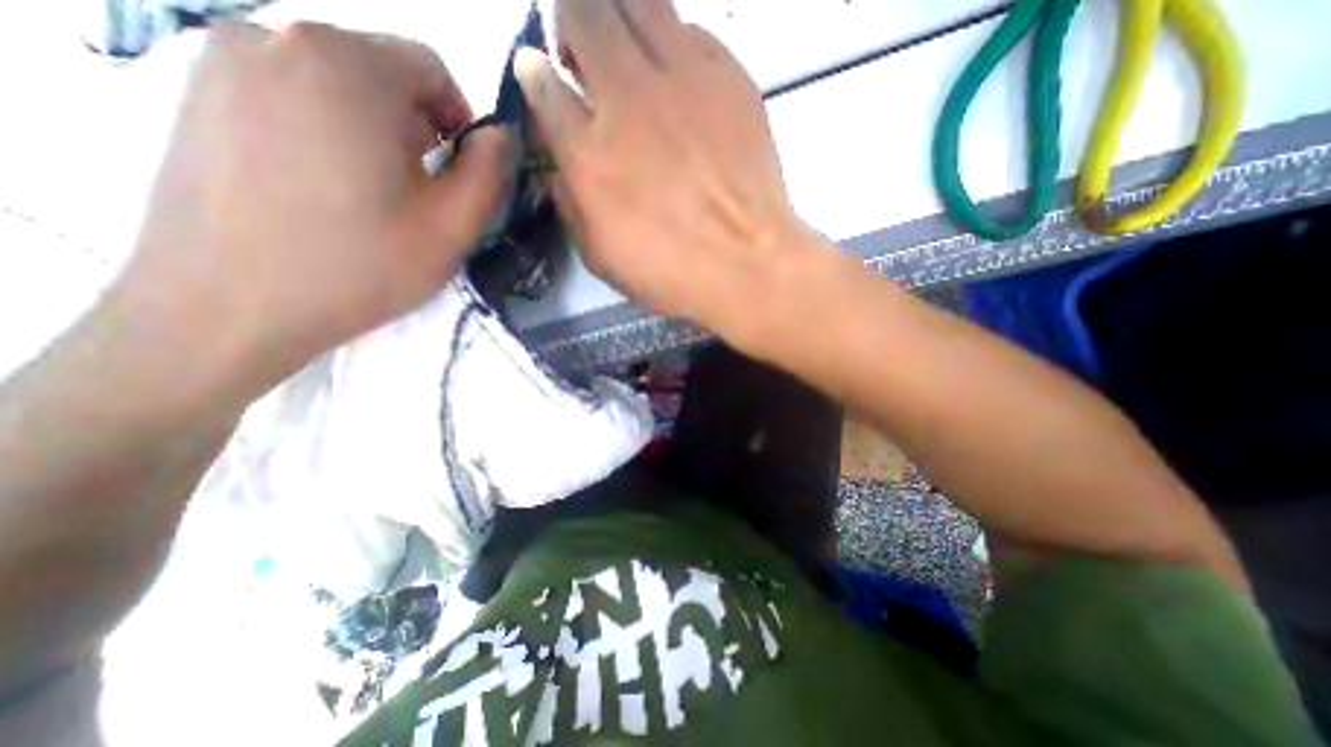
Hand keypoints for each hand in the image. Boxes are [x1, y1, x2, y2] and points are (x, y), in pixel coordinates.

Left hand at [116, 21, 509, 397]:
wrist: (227, 309)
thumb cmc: (360, 267)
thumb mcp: (451, 227)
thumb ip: (488, 172)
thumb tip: (499, 135)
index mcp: (346, 66)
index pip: (429, 67)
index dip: (459, 121)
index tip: (457, 173)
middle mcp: (272, 35)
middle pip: (380, 72)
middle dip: (415, 128)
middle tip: (418, 193)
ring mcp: (220, 60)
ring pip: (335, 84)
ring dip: (371, 131)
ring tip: (371, 195)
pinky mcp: (193, 92)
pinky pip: (289, 96)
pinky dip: (325, 132)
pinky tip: (323, 189)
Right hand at [514, 0, 817, 345]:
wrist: (747, 263)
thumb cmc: (671, 272)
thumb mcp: (600, 257)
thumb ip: (570, 204)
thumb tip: (559, 165)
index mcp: (590, 152)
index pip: (542, 83)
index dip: (536, 76)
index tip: (542, 79)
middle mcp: (628, 98)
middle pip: (582, 12)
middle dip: (570, 22)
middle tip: (581, 52)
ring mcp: (682, 79)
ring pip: (637, 1)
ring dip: (618, 15)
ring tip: (625, 51)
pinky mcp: (728, 77)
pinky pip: (691, 30)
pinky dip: (674, 43)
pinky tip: (679, 79)